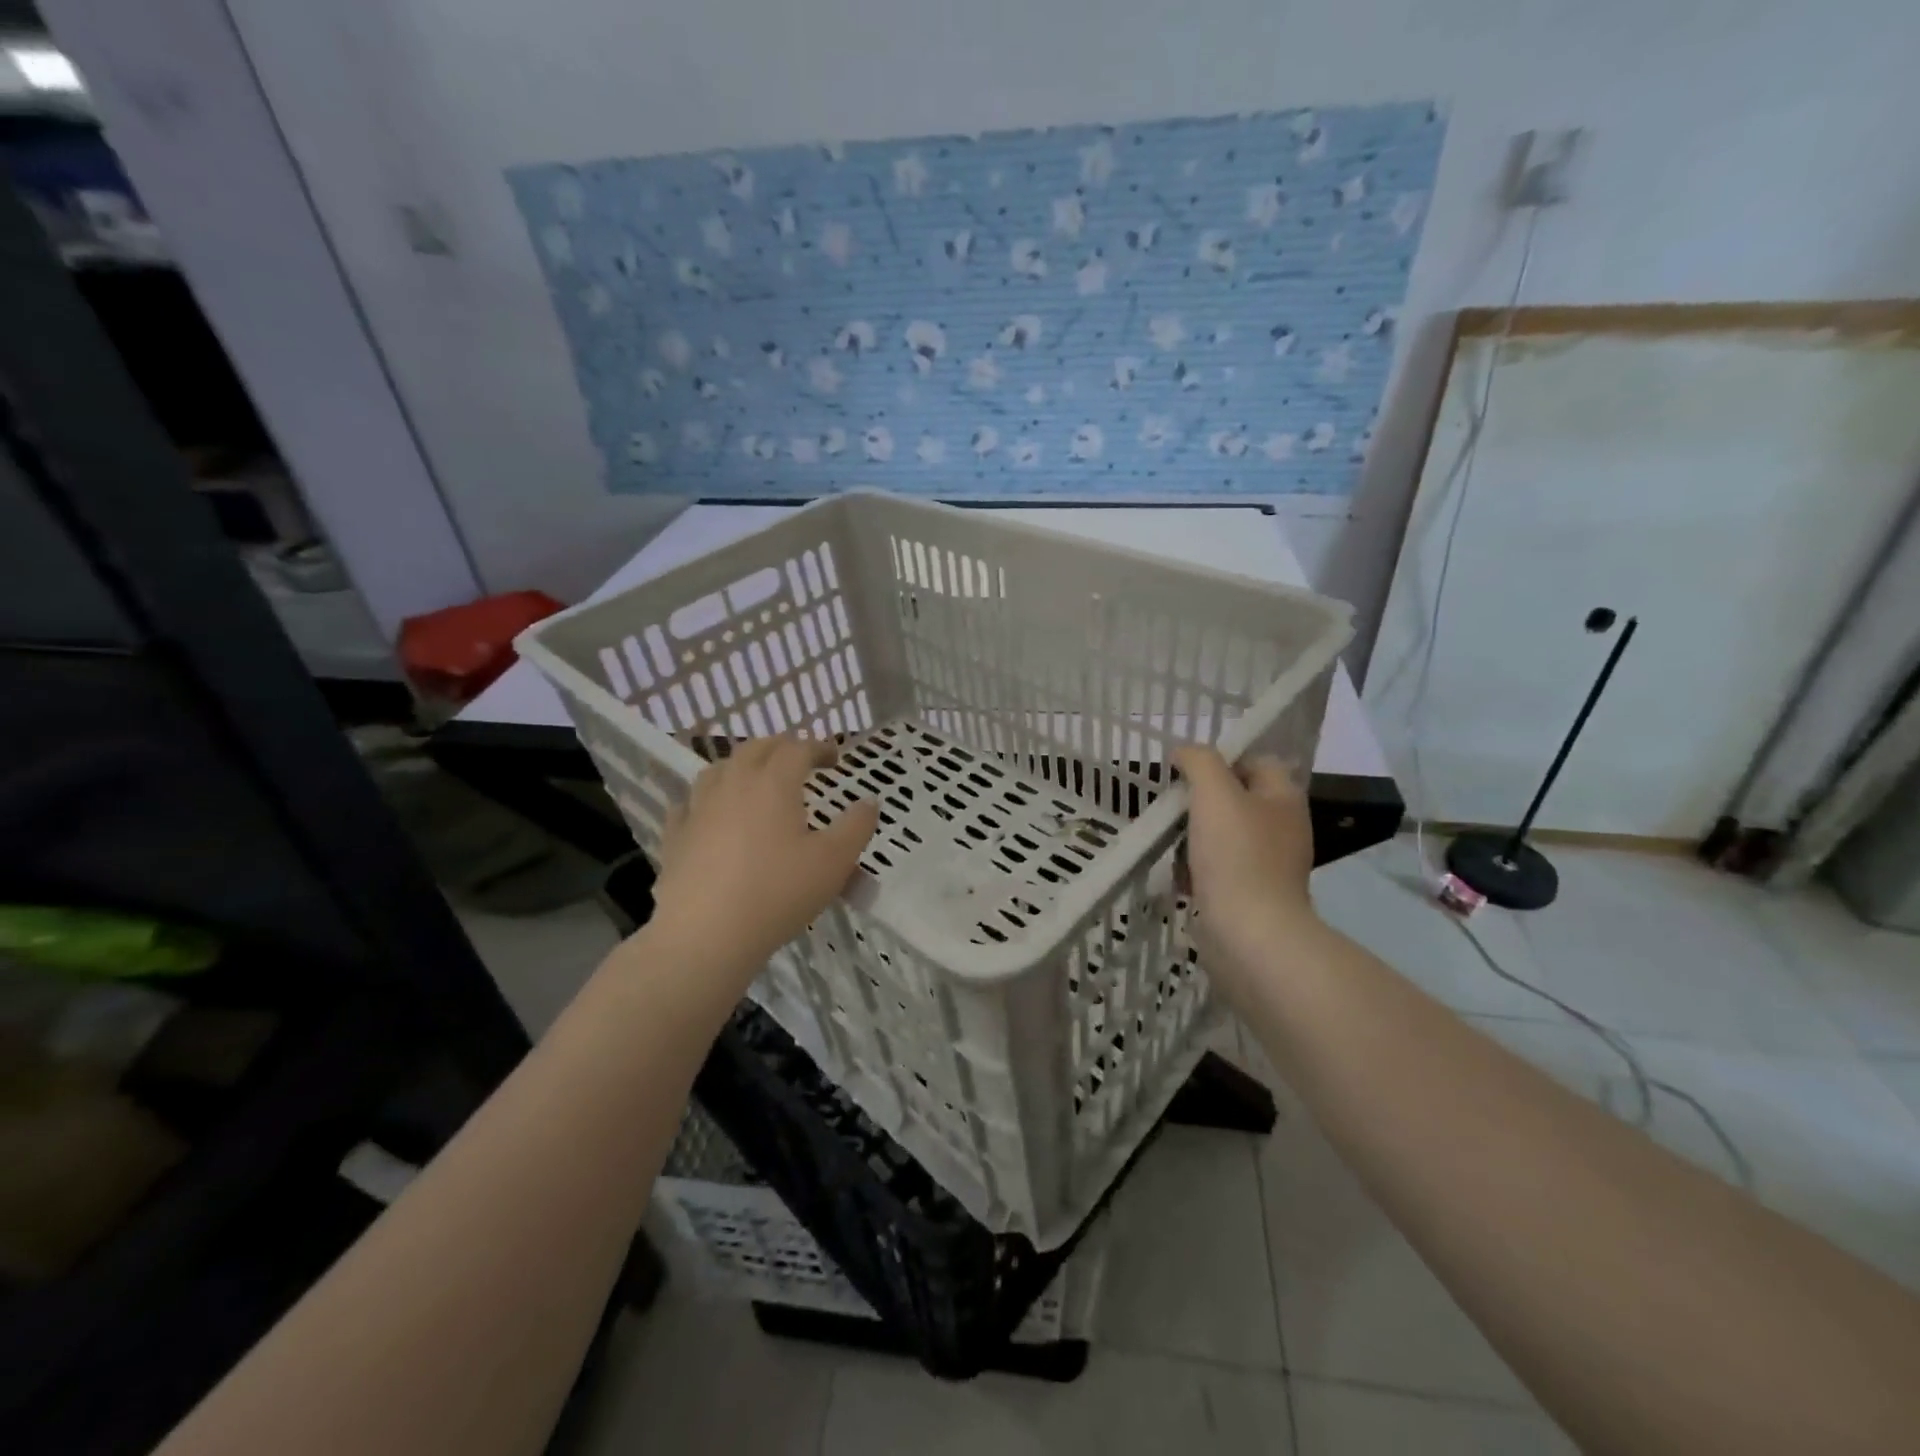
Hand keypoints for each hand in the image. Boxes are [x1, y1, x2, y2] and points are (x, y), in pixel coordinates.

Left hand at [649, 737, 878, 982]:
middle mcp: (733, 784)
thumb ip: (857, 827)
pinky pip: (688, 805)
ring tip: (754, 779)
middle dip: (781, 747)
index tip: (834, 758)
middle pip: (755, 748)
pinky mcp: (675, 837)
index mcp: (773, 783)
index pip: (797, 748)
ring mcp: (698, 809)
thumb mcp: (834, 862)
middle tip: (799, 760)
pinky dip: (705, 800)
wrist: (706, 935)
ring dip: (741, 766)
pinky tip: (709, 813)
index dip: (819, 747)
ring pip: (718, 769)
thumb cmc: (778, 893)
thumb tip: (870, 801)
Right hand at [1172, 747, 1320, 998]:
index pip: (1258, 760)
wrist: (1250, 933)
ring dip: (1194, 836)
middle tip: (1173, 806)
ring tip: (1169, 841)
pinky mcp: (1252, 894)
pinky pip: (1219, 869)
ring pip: (1223, 835)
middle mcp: (1283, 827)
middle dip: (1201, 801)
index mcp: (1284, 798)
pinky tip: (1178, 876)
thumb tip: (1185, 752)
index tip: (1187, 772)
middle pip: (1237, 799)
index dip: (1223, 759)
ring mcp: (1269, 864)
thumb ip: (1200, 761)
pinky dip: (1197, 869)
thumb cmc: (1235, 855)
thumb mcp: (1214, 793)